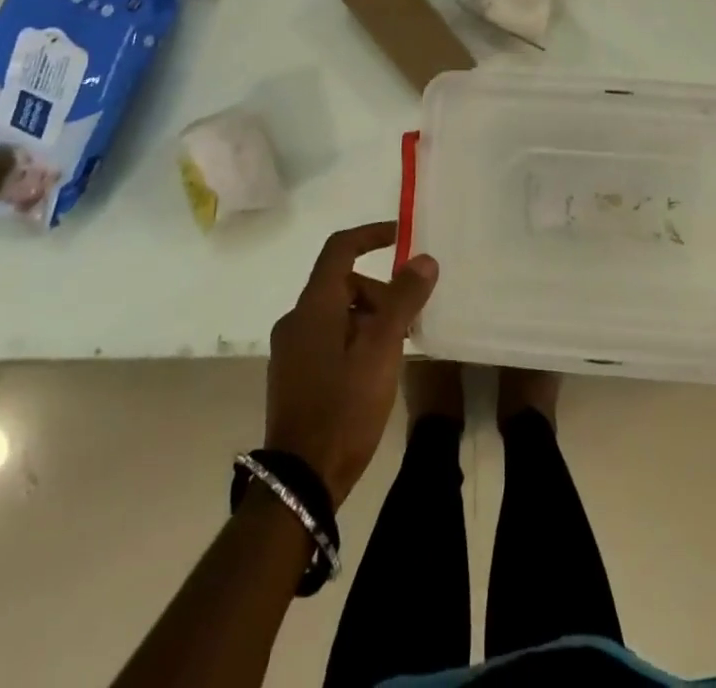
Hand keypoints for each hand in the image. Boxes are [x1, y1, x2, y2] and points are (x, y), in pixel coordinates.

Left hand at [264, 222, 438, 506]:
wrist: (300, 480)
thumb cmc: (344, 405)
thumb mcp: (383, 348)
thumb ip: (403, 299)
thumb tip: (424, 259)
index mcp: (314, 305)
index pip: (340, 248)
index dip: (370, 235)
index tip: (401, 236)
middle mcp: (296, 319)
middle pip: (342, 284)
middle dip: (379, 291)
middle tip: (411, 317)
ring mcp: (290, 351)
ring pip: (336, 314)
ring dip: (369, 318)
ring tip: (398, 348)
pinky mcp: (293, 377)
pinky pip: (328, 339)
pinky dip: (354, 339)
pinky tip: (375, 369)